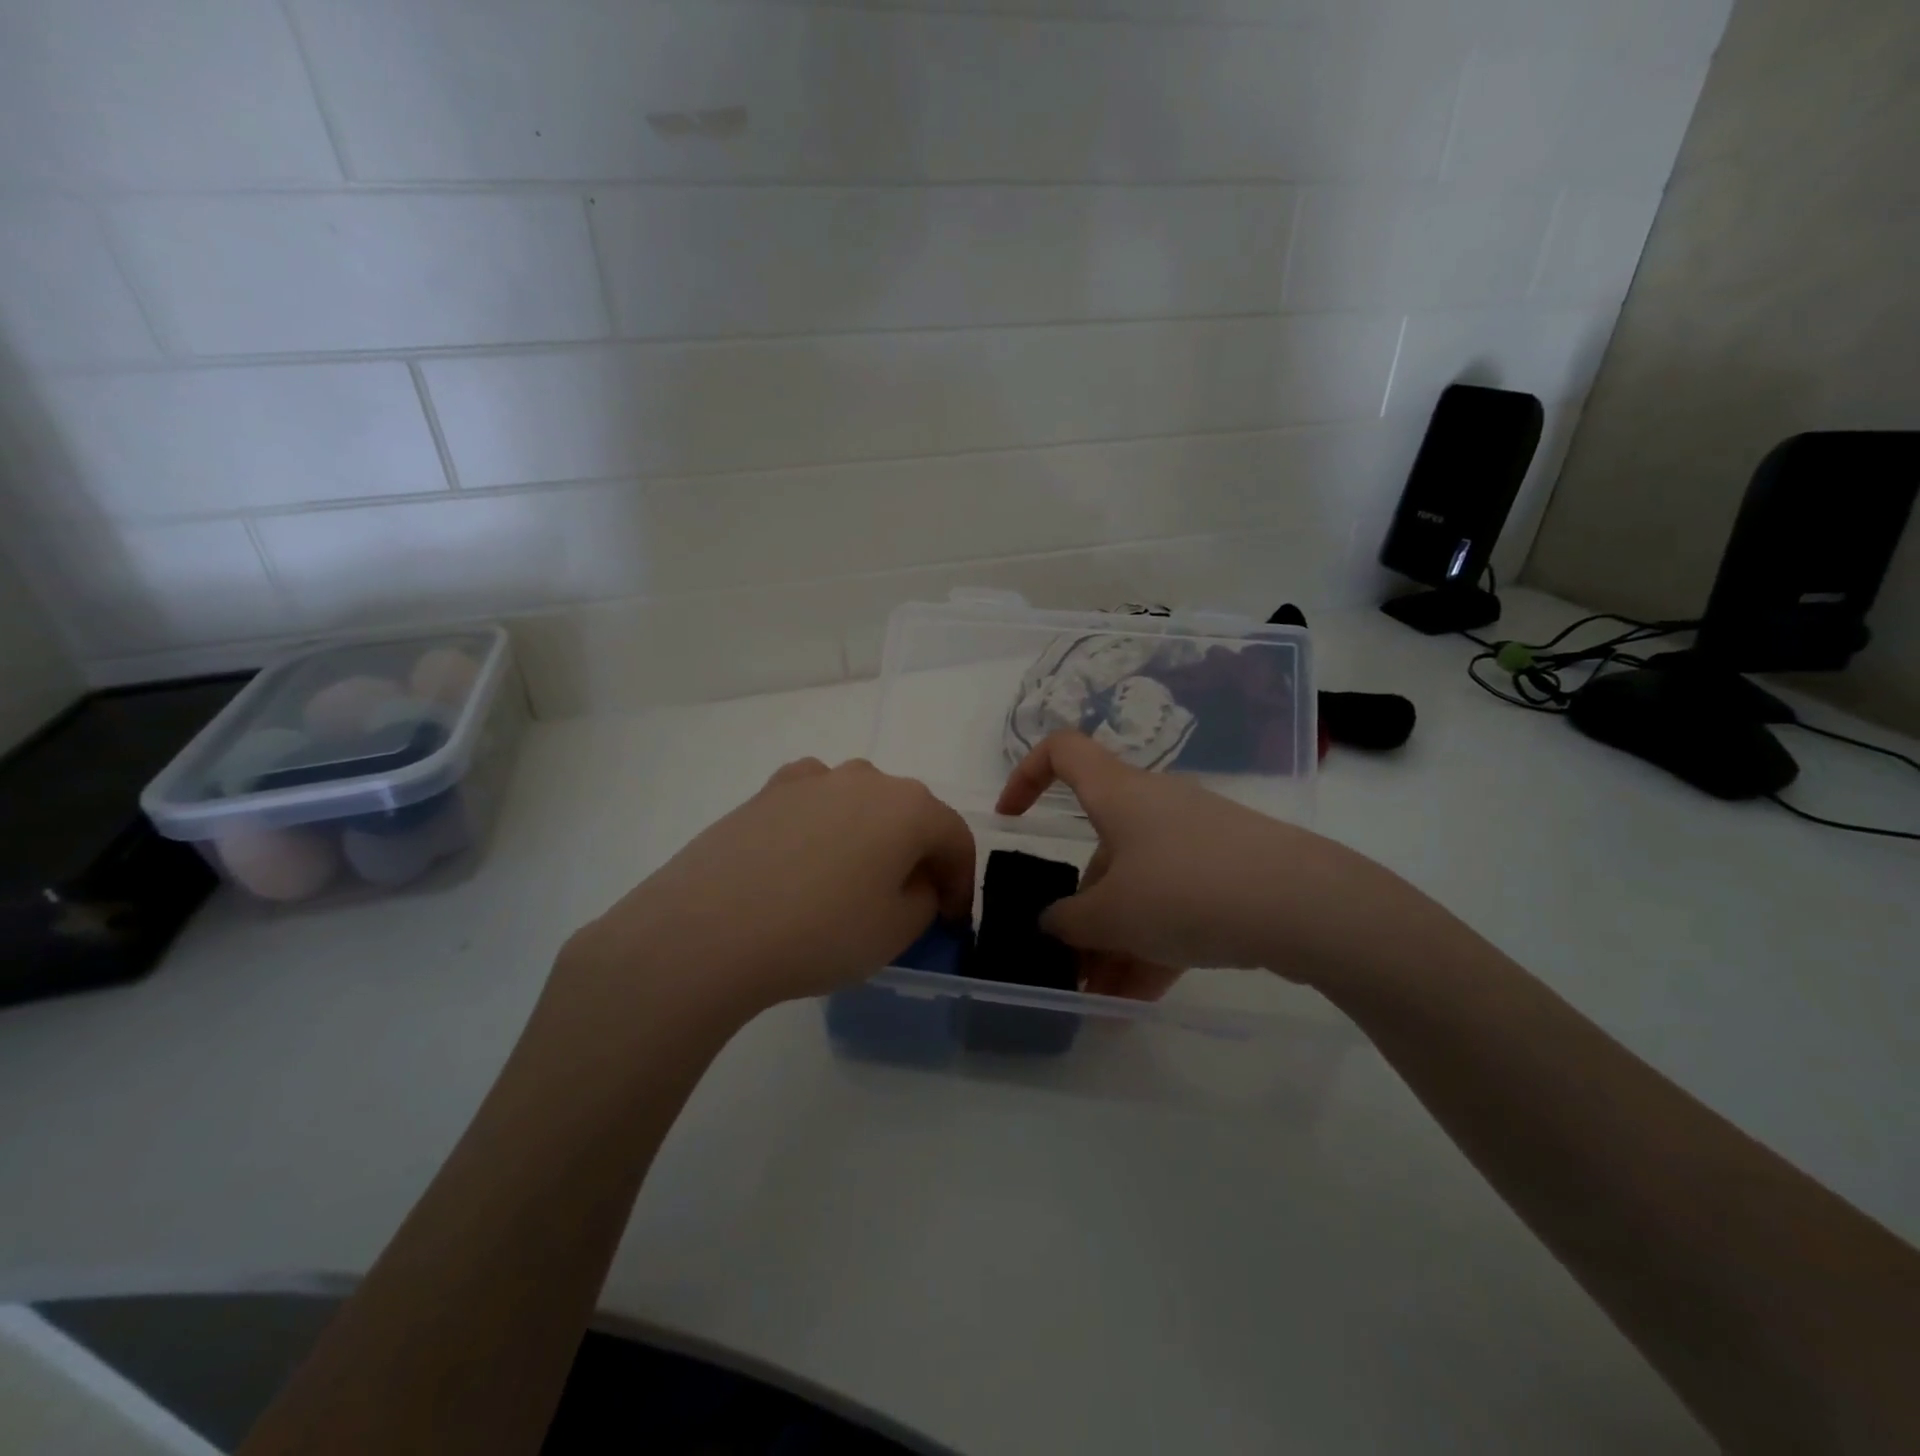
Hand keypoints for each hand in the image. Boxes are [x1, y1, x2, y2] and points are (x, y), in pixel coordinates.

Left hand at [559, 758, 973, 1023]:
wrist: (708, 930)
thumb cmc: (820, 933)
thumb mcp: (896, 931)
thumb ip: (925, 900)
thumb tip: (916, 882)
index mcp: (910, 807)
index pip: (955, 839)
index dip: (962, 882)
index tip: (953, 919)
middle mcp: (867, 778)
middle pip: (910, 815)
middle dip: (918, 856)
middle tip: (909, 901)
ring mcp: (813, 779)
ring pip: (862, 804)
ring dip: (871, 837)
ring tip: (853, 880)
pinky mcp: (768, 790)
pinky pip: (815, 802)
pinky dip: (825, 825)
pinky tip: (807, 857)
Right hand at [996, 732, 1449, 994]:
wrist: (1307, 906)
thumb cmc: (1186, 891)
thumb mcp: (1112, 916)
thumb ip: (1067, 922)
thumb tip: (1053, 923)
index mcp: (1117, 794)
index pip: (1061, 751)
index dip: (1025, 775)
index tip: (1010, 821)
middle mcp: (1154, 806)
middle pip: (1101, 848)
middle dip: (1081, 911)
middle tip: (1071, 966)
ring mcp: (1196, 838)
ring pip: (1139, 885)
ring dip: (1115, 940)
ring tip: (1104, 1001)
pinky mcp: (1230, 870)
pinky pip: (1177, 903)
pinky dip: (1155, 943)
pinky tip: (1143, 999)